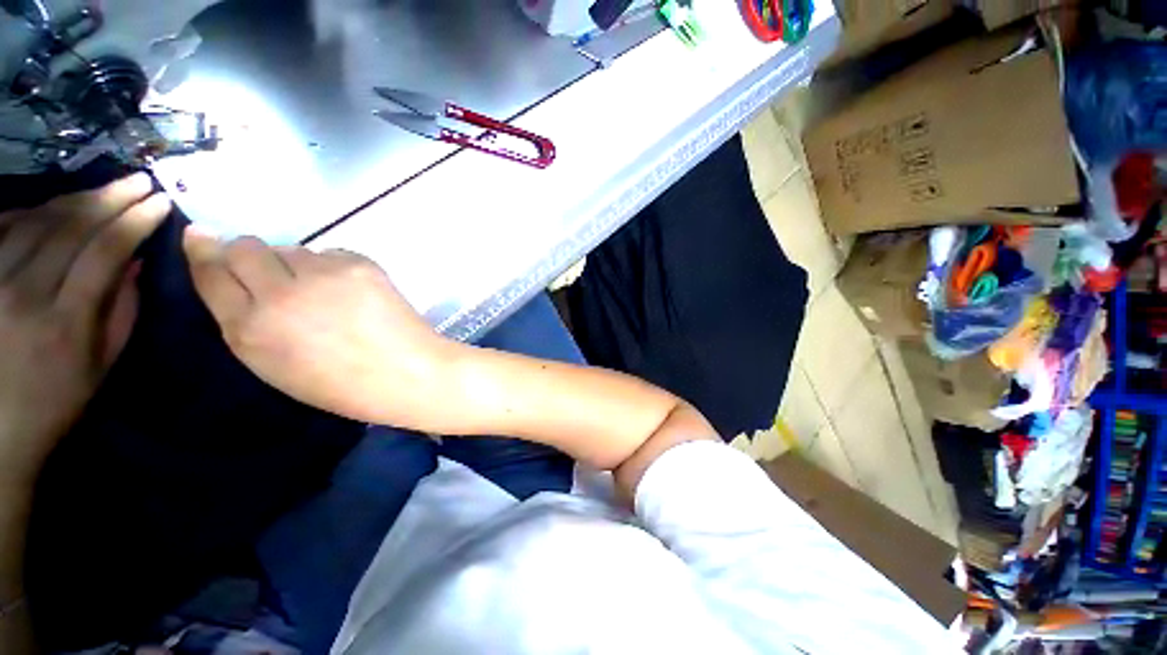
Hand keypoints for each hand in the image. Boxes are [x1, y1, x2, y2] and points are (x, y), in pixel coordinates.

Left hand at [0, 174, 170, 476]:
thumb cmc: (56, 400)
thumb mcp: (100, 364)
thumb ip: (120, 310)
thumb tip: (134, 261)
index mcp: (65, 321)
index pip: (105, 251)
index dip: (135, 221)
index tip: (161, 201)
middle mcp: (25, 292)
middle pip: (70, 228)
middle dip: (110, 198)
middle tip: (140, 180)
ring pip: (38, 221)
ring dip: (75, 200)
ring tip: (104, 189)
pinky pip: (3, 227)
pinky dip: (32, 210)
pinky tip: (54, 206)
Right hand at [184, 232, 453, 425]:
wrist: (408, 373)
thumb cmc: (342, 384)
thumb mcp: (275, 366)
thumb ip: (249, 323)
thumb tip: (238, 280)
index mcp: (250, 329)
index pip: (212, 272)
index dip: (204, 251)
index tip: (200, 236)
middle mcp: (279, 293)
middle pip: (246, 247)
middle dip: (251, 256)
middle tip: (276, 276)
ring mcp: (322, 274)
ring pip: (293, 250)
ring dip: (298, 266)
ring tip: (326, 294)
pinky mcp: (359, 263)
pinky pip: (330, 253)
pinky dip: (333, 267)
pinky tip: (353, 292)